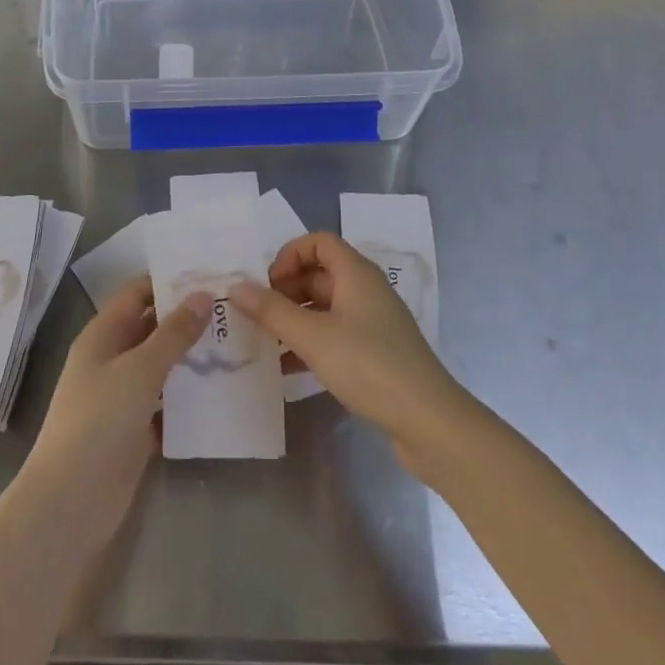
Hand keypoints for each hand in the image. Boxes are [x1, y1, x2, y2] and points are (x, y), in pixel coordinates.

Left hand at [18, 277, 209, 551]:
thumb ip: (173, 333)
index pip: (137, 294)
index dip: (169, 282)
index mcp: (103, 335)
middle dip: (189, 319)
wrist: (71, 502)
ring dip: (193, 357)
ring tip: (237, 344)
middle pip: (153, 328)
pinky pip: (168, 403)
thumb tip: (202, 295)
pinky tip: (224, 390)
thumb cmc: (99, 421)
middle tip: (234, 310)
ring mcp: (123, 397)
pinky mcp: (137, 430)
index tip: (211, 276)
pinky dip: (190, 396)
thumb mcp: (139, 369)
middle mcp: (112, 359)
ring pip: (163, 366)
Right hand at [231, 233, 471, 467]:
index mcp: (356, 274)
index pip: (319, 242)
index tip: (267, 285)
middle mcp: (366, 290)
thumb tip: (235, 286)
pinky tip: (289, 369)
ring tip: (266, 342)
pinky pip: (336, 335)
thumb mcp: (313, 337)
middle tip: (259, 316)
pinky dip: (311, 343)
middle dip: (286, 290)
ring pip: (325, 307)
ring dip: (295, 319)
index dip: (289, 255)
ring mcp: (374, 322)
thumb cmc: (369, 366)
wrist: (429, 421)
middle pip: (319, 273)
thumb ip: (271, 311)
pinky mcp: (377, 353)